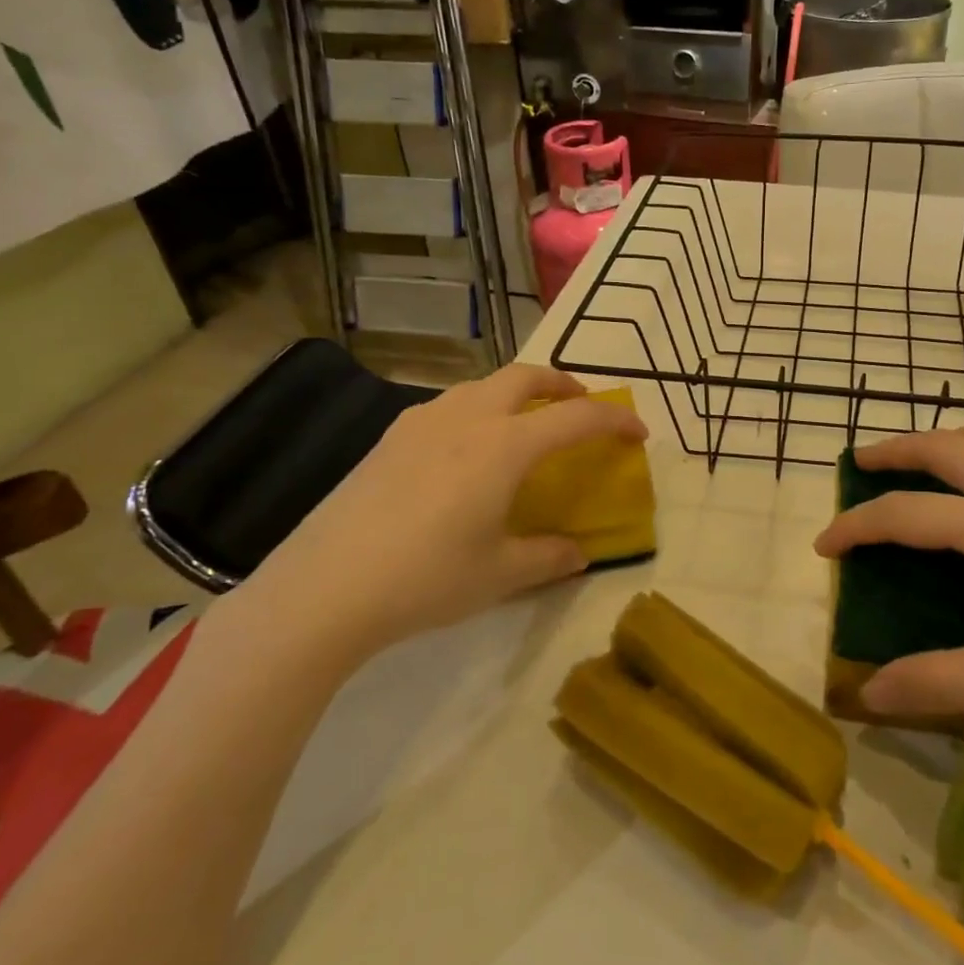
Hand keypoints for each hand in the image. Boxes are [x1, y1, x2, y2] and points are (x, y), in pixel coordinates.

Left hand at [250, 364, 646, 658]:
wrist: (325, 587)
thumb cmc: (426, 578)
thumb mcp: (500, 575)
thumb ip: (548, 557)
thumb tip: (578, 554)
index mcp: (504, 446)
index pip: (576, 419)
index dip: (614, 422)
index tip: (638, 433)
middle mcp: (467, 418)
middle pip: (525, 376)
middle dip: (562, 384)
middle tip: (579, 406)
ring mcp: (423, 422)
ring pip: (483, 385)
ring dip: (516, 394)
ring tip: (524, 426)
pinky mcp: (390, 438)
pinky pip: (449, 406)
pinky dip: (477, 411)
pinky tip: (465, 451)